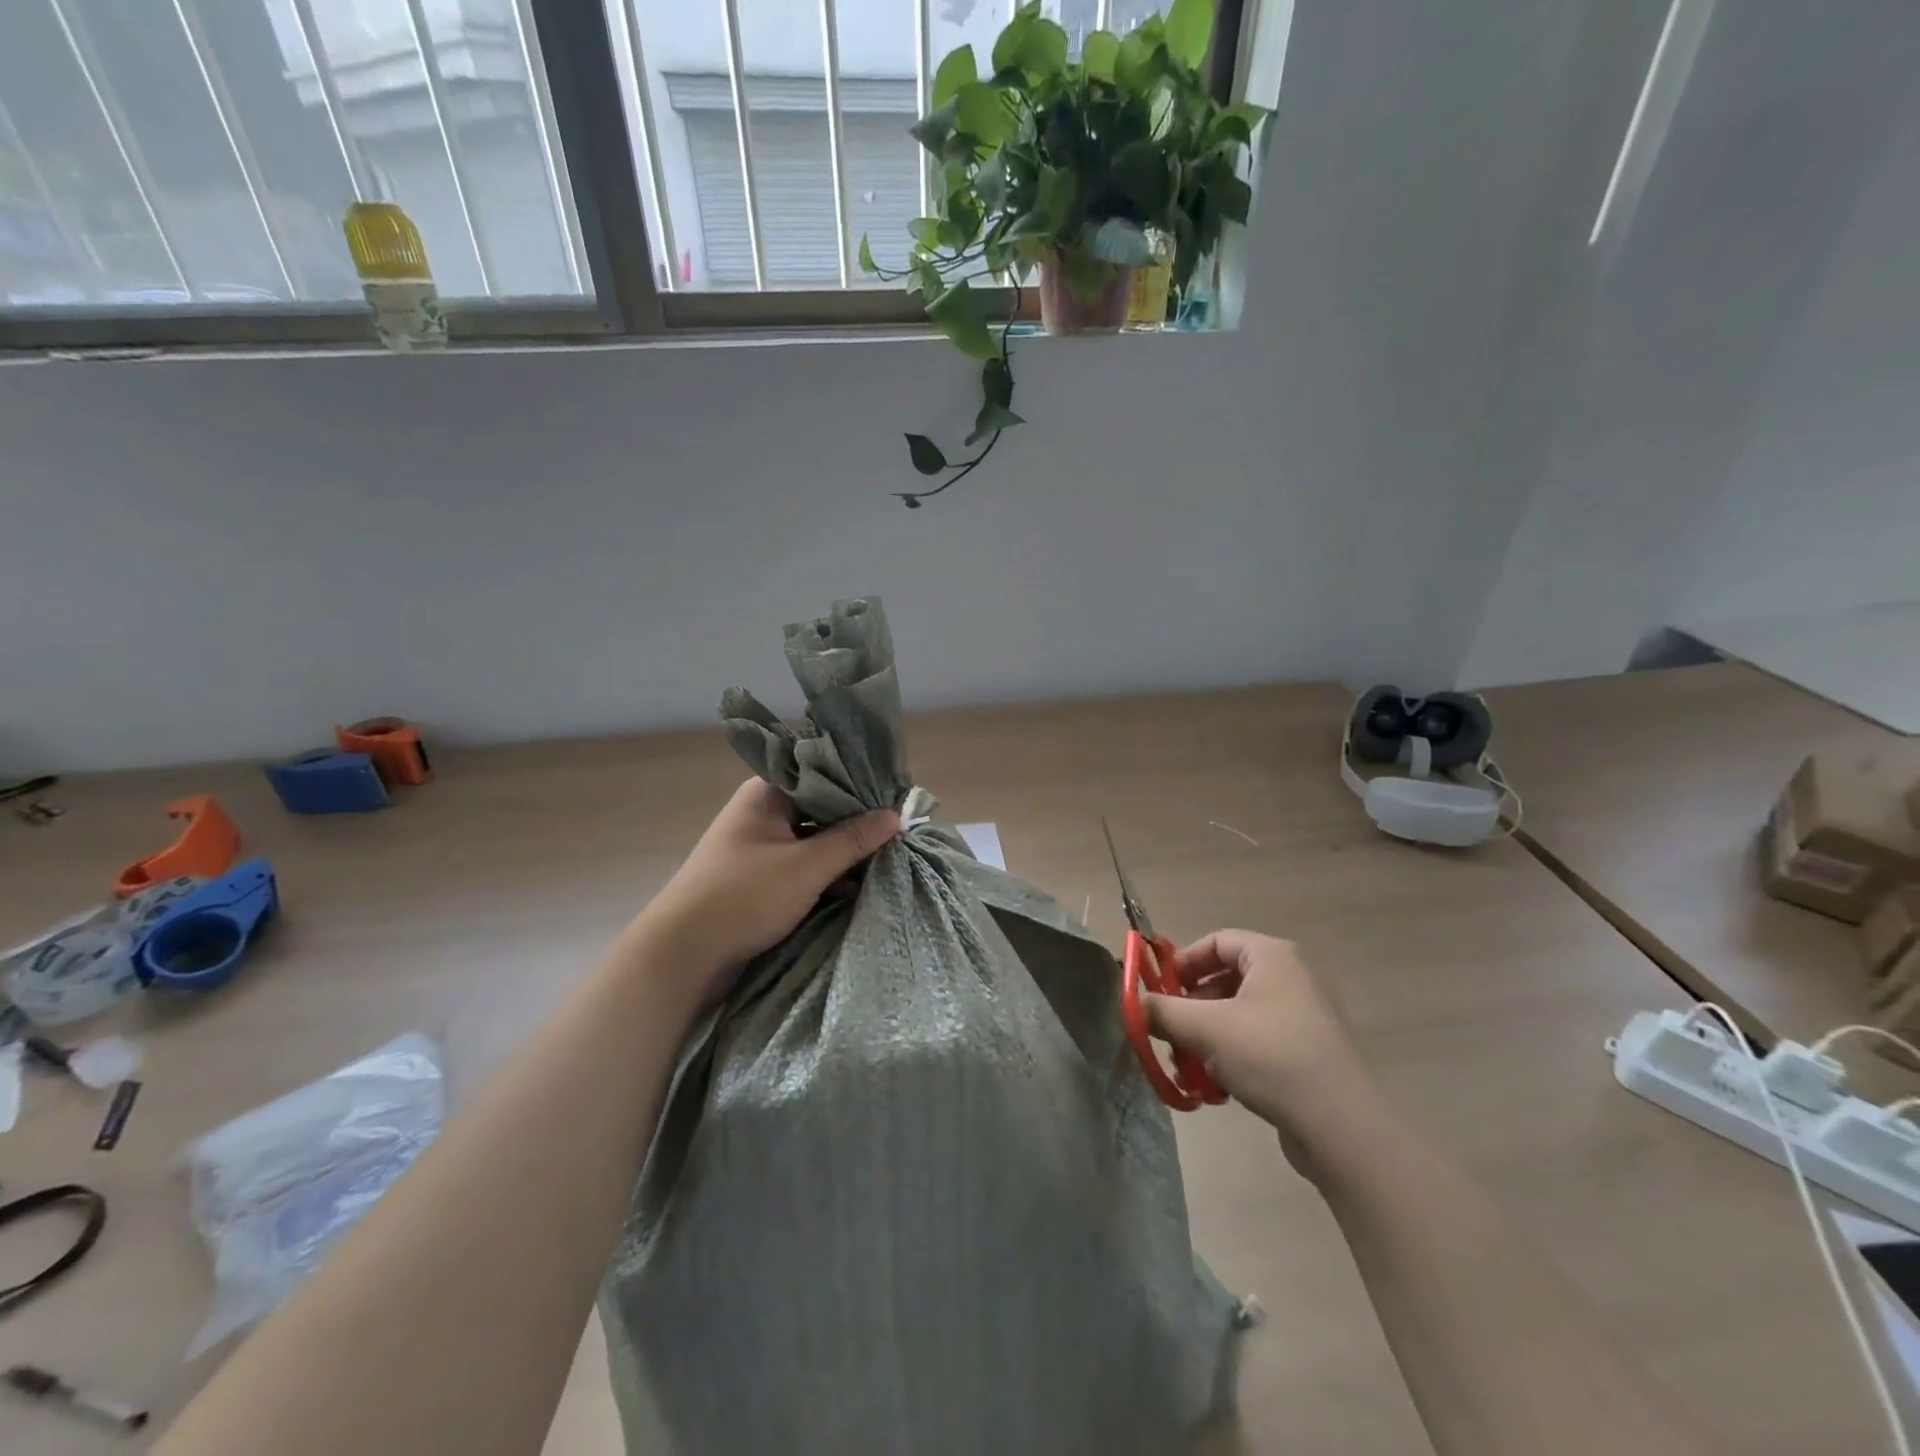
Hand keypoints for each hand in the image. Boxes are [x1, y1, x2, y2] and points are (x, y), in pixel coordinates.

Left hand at [634, 779, 899, 1006]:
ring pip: (815, 839)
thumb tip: (895, 815)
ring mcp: (761, 846)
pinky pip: (805, 865)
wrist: (683, 956)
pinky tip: (857, 885)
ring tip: (888, 857)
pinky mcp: (762, 878)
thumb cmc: (744, 897)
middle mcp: (764, 812)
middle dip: (858, 821)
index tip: (897, 796)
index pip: (823, 773)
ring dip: (845, 851)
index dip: (861, 784)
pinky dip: (828, 874)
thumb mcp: (807, 866)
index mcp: (767, 793)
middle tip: (901, 830)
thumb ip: (853, 839)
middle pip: (822, 807)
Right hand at [1145, 930, 1382, 1176]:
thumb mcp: (1204, 1028)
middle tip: (1170, 1031)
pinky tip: (1218, 1087)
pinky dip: (1232, 1055)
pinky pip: (1260, 1040)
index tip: (1159, 990)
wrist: (1341, 1127)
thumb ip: (1161, 1009)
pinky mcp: (1311, 1052)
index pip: (1217, 941)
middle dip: (1191, 1006)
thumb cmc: (1270, 1056)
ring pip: (1240, 1014)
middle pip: (1226, 978)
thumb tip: (1132, 1002)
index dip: (1183, 962)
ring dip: (1207, 1036)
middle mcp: (1293, 977)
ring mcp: (1306, 1016)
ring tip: (1188, 1066)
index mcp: (1273, 956)